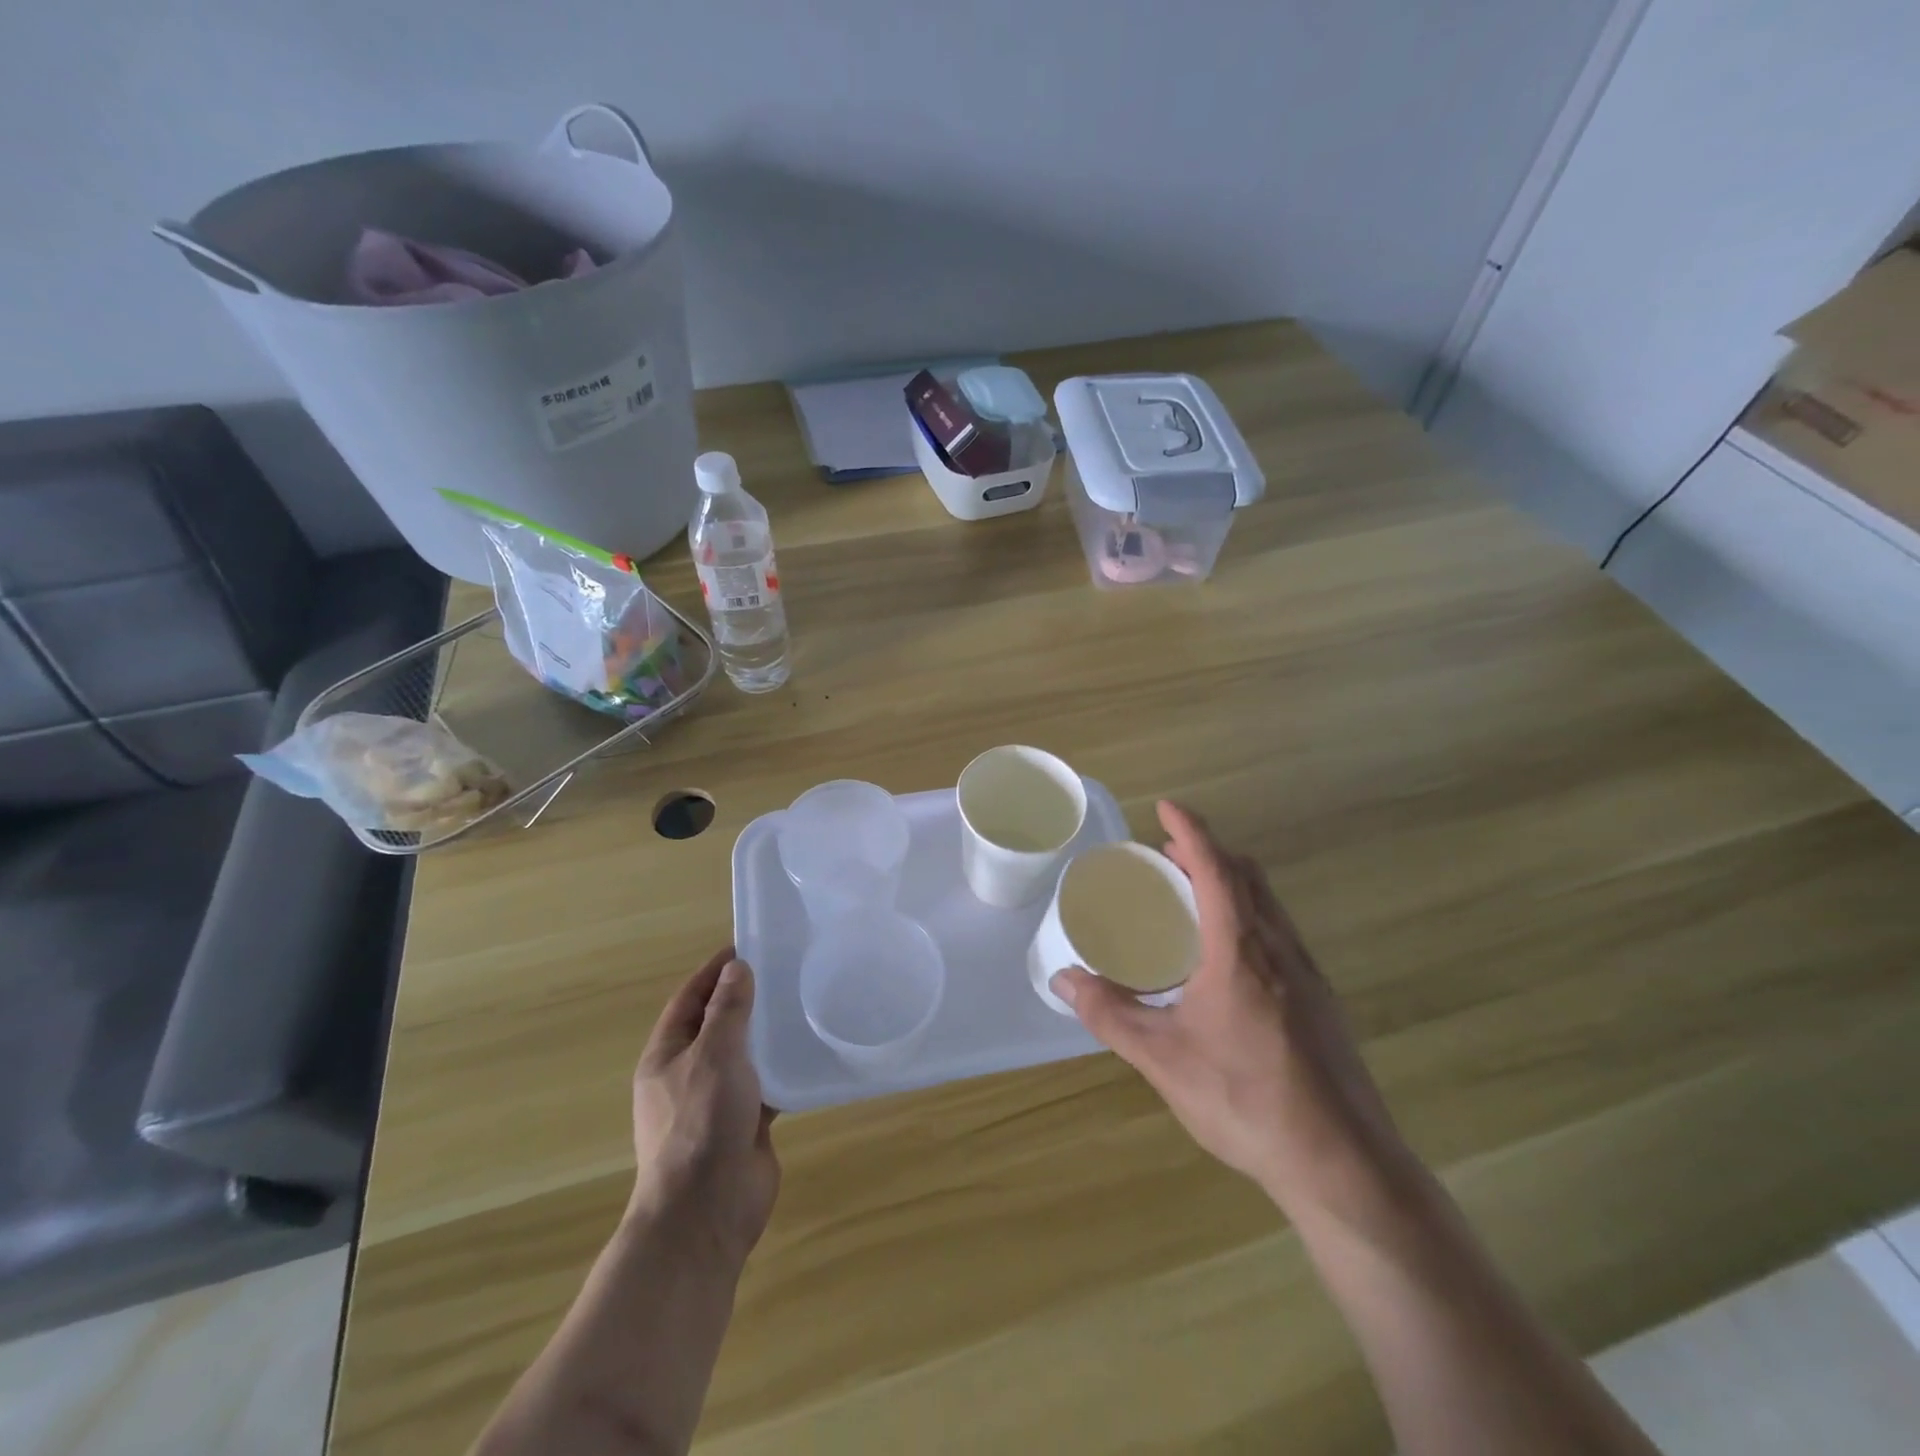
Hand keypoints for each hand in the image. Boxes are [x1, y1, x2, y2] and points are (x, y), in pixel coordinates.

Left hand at [630, 948, 780, 1262]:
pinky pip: (765, 1085)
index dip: (713, 971)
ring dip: (765, 1033)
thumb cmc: (701, 1122)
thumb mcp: (714, 1054)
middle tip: (782, 971)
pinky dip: (782, 1068)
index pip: (689, 999)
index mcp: (666, 1056)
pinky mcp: (744, 1123)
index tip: (745, 946)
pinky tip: (809, 1052)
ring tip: (801, 1004)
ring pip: (743, 1055)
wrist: (707, 1209)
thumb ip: (728, 1010)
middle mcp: (688, 1075)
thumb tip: (735, 969)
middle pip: (716, 1025)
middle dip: (744, 999)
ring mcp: (716, 1102)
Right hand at [1051, 803, 1412, 1218]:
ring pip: (1269, 905)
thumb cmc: (1245, 1099)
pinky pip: (1280, 934)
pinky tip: (1226, 960)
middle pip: (1248, 877)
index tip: (1167, 807)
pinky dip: (1248, 917)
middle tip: (1168, 855)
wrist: (1342, 1164)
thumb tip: (1063, 981)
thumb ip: (1110, 1014)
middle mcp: (1280, 949)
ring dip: (1232, 884)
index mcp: (1241, 951)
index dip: (1191, 832)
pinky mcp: (1321, 1002)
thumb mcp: (1163, 1058)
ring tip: (1192, 898)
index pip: (1217, 869)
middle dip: (1208, 853)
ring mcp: (1308, 975)